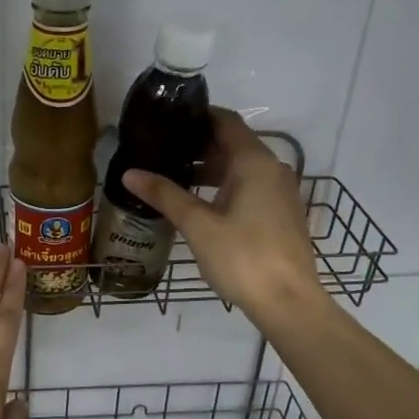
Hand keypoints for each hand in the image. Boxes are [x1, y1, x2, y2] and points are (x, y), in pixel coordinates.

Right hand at [122, 110, 323, 325]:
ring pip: (241, 168)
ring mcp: (280, 193)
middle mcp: (272, 169)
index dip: (197, 116)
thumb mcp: (197, 225)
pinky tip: (200, 204)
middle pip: (233, 144)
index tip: (167, 120)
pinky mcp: (281, 214)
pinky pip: (250, 187)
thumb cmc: (242, 257)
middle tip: (161, 150)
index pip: (226, 121)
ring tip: (173, 177)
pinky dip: (224, 186)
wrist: (288, 302)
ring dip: (210, 169)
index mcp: (254, 162)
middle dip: (198, 145)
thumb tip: (130, 173)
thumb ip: (165, 194)